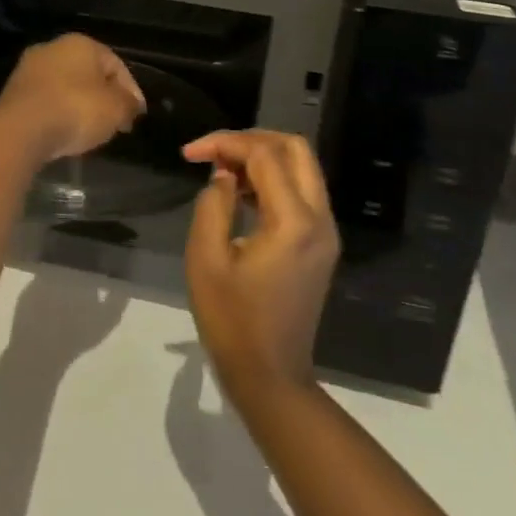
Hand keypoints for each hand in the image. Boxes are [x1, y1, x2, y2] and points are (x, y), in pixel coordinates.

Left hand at [0, 34, 145, 163]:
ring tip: (90, 130)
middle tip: (115, 122)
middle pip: (88, 74)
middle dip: (104, 97)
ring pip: (65, 86)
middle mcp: (52, 47)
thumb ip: (128, 104)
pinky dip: (58, 113)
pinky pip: (46, 101)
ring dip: (80, 105)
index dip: (131, 90)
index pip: (116, 64)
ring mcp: (28, 68)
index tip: (136, 116)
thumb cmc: (76, 110)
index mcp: (81, 42)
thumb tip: (131, 104)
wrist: (21, 129)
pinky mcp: (12, 92)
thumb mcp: (116, 109)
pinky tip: (65, 131)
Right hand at [182, 130, 339, 400]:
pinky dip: (273, 180)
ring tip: (222, 170)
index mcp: (293, 222)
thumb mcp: (206, 259)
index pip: (264, 155)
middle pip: (295, 149)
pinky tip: (240, 193)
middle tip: (213, 151)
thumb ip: (213, 205)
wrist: (271, 376)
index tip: (189, 153)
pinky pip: (302, 192)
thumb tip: (224, 176)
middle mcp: (320, 219)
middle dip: (251, 139)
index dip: (225, 143)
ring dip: (263, 158)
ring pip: (302, 167)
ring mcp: (326, 232)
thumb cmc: (232, 321)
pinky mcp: (322, 244)